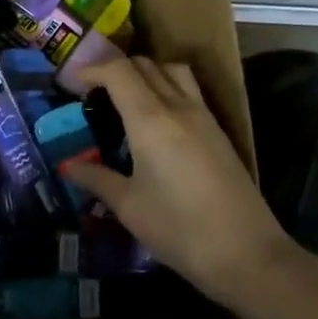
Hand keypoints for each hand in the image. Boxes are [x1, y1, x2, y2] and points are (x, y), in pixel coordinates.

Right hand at [64, 57, 297, 306]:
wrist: (248, 254)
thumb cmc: (181, 230)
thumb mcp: (130, 208)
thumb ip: (98, 179)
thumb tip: (69, 166)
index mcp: (150, 118)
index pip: (118, 70)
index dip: (92, 70)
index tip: (72, 85)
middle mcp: (177, 105)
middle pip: (144, 64)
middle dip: (114, 70)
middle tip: (94, 94)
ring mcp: (203, 115)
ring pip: (171, 70)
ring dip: (145, 72)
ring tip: (127, 98)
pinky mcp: (218, 130)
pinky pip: (189, 89)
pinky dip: (166, 86)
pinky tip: (157, 120)